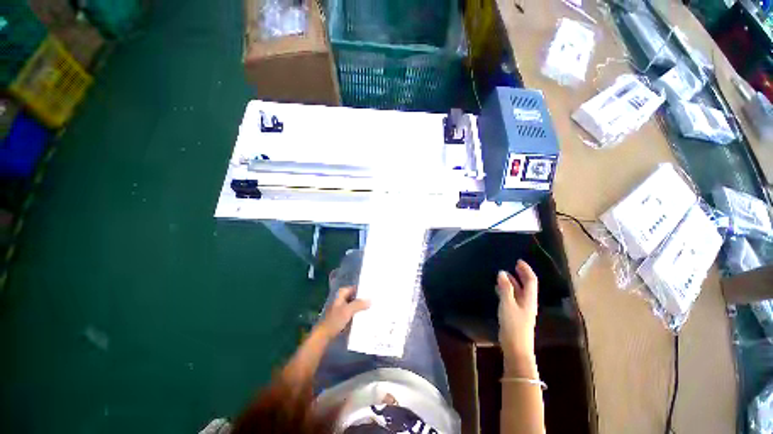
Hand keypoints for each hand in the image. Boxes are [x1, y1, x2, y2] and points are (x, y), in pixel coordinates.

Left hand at [316, 286, 369, 339]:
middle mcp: (341, 299)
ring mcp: (342, 308)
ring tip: (373, 307)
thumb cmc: (334, 321)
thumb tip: (370, 300)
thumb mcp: (347, 310)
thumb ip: (359, 304)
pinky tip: (366, 316)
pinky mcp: (343, 317)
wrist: (324, 336)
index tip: (372, 291)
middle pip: (355, 296)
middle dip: (363, 298)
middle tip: (374, 300)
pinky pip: (353, 312)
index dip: (362, 289)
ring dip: (361, 307)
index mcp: (341, 294)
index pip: (354, 288)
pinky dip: (358, 313)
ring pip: (354, 305)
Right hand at [496, 260, 538, 375]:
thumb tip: (502, 273)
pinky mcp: (514, 314)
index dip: (526, 270)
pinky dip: (506, 290)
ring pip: (518, 291)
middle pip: (526, 285)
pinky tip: (498, 289)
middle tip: (512, 265)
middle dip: (520, 274)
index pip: (531, 280)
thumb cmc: (514, 325)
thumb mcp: (507, 304)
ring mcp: (521, 308)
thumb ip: (505, 288)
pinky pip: (511, 297)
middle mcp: (527, 302)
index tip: (518, 261)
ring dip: (512, 282)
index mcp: (529, 299)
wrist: (516, 347)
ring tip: (502, 275)